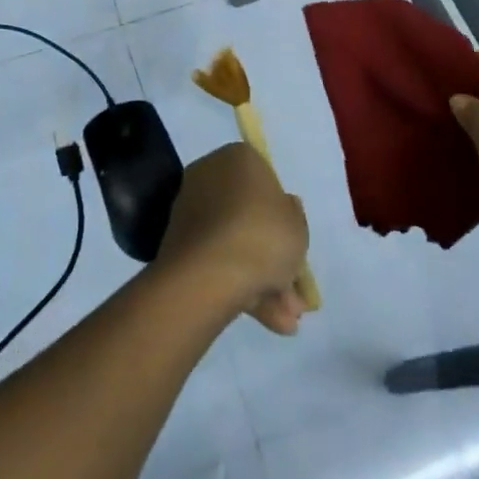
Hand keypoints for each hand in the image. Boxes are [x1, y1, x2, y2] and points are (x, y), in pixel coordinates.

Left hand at [152, 144, 309, 335]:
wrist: (209, 273)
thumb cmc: (262, 235)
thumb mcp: (298, 226)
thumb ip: (294, 216)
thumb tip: (284, 209)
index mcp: (237, 158)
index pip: (265, 178)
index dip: (282, 212)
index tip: (293, 239)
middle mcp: (210, 176)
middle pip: (249, 215)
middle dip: (273, 255)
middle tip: (294, 290)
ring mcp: (192, 211)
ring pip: (235, 243)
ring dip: (263, 279)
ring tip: (288, 320)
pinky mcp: (180, 245)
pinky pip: (218, 261)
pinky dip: (241, 287)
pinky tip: (270, 321)